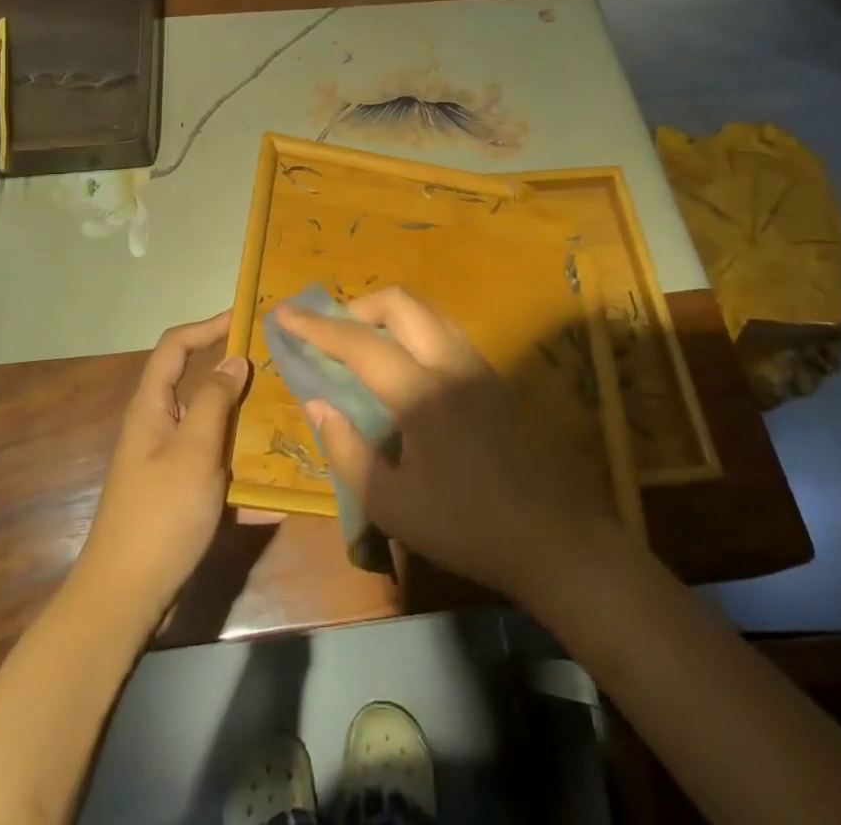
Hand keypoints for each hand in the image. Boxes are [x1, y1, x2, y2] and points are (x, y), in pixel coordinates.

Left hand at [75, 312, 249, 622]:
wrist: (125, 599)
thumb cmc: (160, 515)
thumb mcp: (194, 451)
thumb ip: (214, 401)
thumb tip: (234, 360)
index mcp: (152, 408)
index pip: (175, 347)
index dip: (207, 326)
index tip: (246, 318)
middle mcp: (158, 427)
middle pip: (195, 383)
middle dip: (234, 373)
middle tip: (277, 366)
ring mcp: (169, 462)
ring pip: (211, 426)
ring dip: (245, 421)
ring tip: (287, 415)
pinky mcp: (181, 494)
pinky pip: (218, 468)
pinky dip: (244, 472)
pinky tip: (278, 488)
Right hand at [281, 287, 607, 600]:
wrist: (556, 537)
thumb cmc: (468, 527)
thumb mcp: (393, 506)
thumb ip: (348, 451)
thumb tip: (320, 405)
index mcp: (421, 392)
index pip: (359, 343)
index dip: (316, 327)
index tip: (284, 313)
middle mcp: (451, 362)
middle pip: (400, 303)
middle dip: (357, 306)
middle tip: (332, 333)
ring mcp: (479, 364)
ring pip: (427, 311)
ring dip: (389, 315)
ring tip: (365, 344)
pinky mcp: (495, 376)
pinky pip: (446, 331)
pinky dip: (414, 330)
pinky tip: (406, 366)